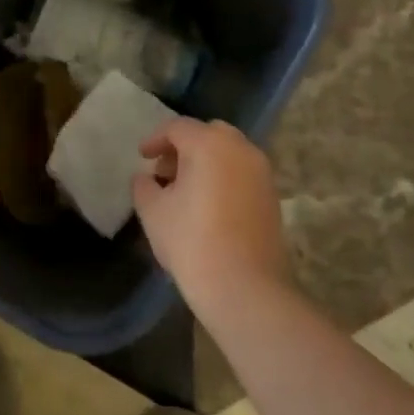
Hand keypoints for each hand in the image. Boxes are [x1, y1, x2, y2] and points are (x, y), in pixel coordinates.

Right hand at [132, 119, 288, 304]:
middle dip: (184, 147)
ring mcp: (262, 173)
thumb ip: (144, 186)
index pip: (178, 128)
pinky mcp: (271, 197)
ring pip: (228, 153)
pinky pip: (241, 174)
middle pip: (208, 134)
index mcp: (210, 144)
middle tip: (164, 170)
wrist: (244, 287)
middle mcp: (241, 149)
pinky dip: (222, 178)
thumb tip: (145, 177)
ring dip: (204, 162)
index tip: (142, 157)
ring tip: (183, 191)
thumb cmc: (191, 241)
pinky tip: (206, 206)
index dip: (155, 139)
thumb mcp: (153, 211)